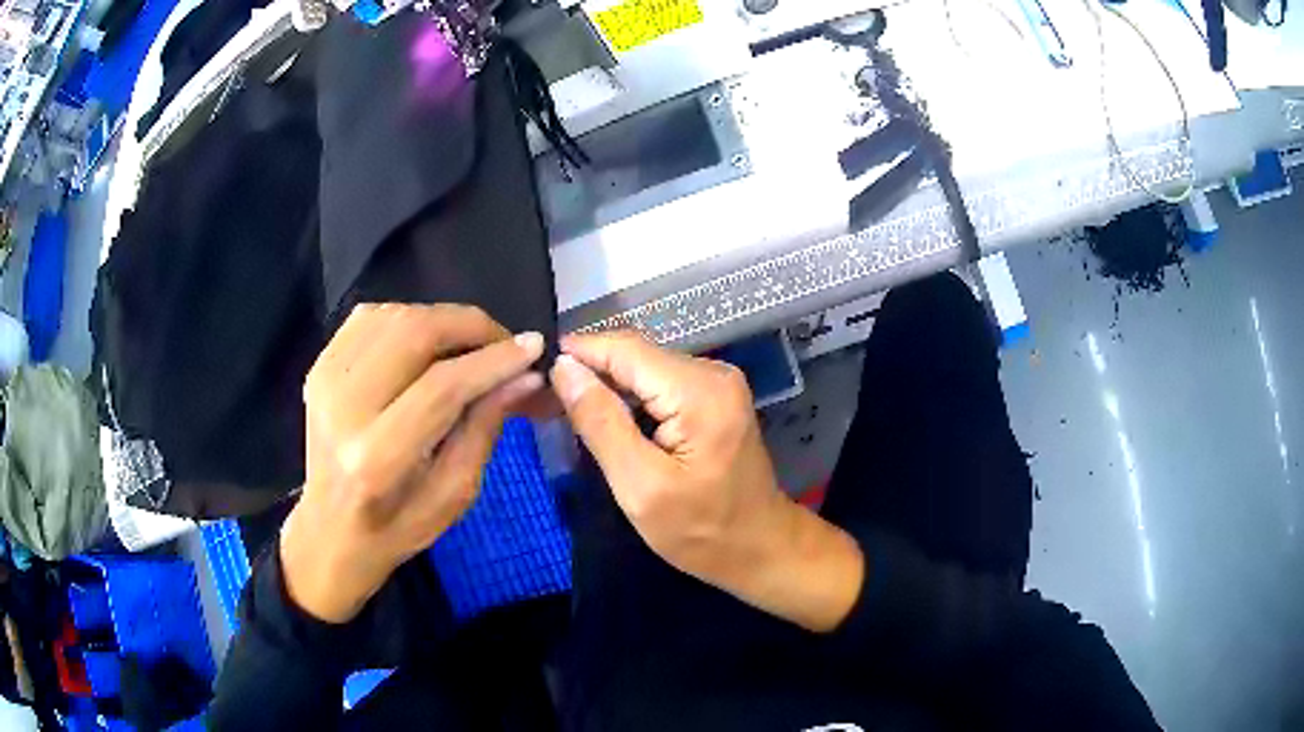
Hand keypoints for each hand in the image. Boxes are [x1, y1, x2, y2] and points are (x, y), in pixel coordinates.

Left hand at [281, 304, 544, 622]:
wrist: (330, 531)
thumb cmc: (397, 527)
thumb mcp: (454, 494)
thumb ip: (485, 428)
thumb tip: (524, 376)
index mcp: (378, 457)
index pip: (442, 386)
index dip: (493, 360)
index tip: (534, 347)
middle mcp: (343, 408)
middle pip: (414, 334)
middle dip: (471, 326)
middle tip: (504, 342)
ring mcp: (324, 380)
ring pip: (393, 316)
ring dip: (442, 320)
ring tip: (470, 344)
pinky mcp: (318, 366)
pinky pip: (370, 318)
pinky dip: (408, 318)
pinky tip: (428, 341)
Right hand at [550, 332, 863, 631]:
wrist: (759, 548)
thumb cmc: (700, 531)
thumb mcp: (639, 486)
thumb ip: (600, 422)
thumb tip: (563, 367)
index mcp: (699, 391)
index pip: (625, 349)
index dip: (577, 352)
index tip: (537, 372)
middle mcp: (713, 372)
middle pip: (636, 355)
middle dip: (589, 369)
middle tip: (544, 397)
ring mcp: (718, 383)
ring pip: (645, 367)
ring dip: (606, 383)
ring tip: (565, 406)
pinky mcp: (715, 397)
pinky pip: (661, 383)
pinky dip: (629, 396)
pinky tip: (605, 416)